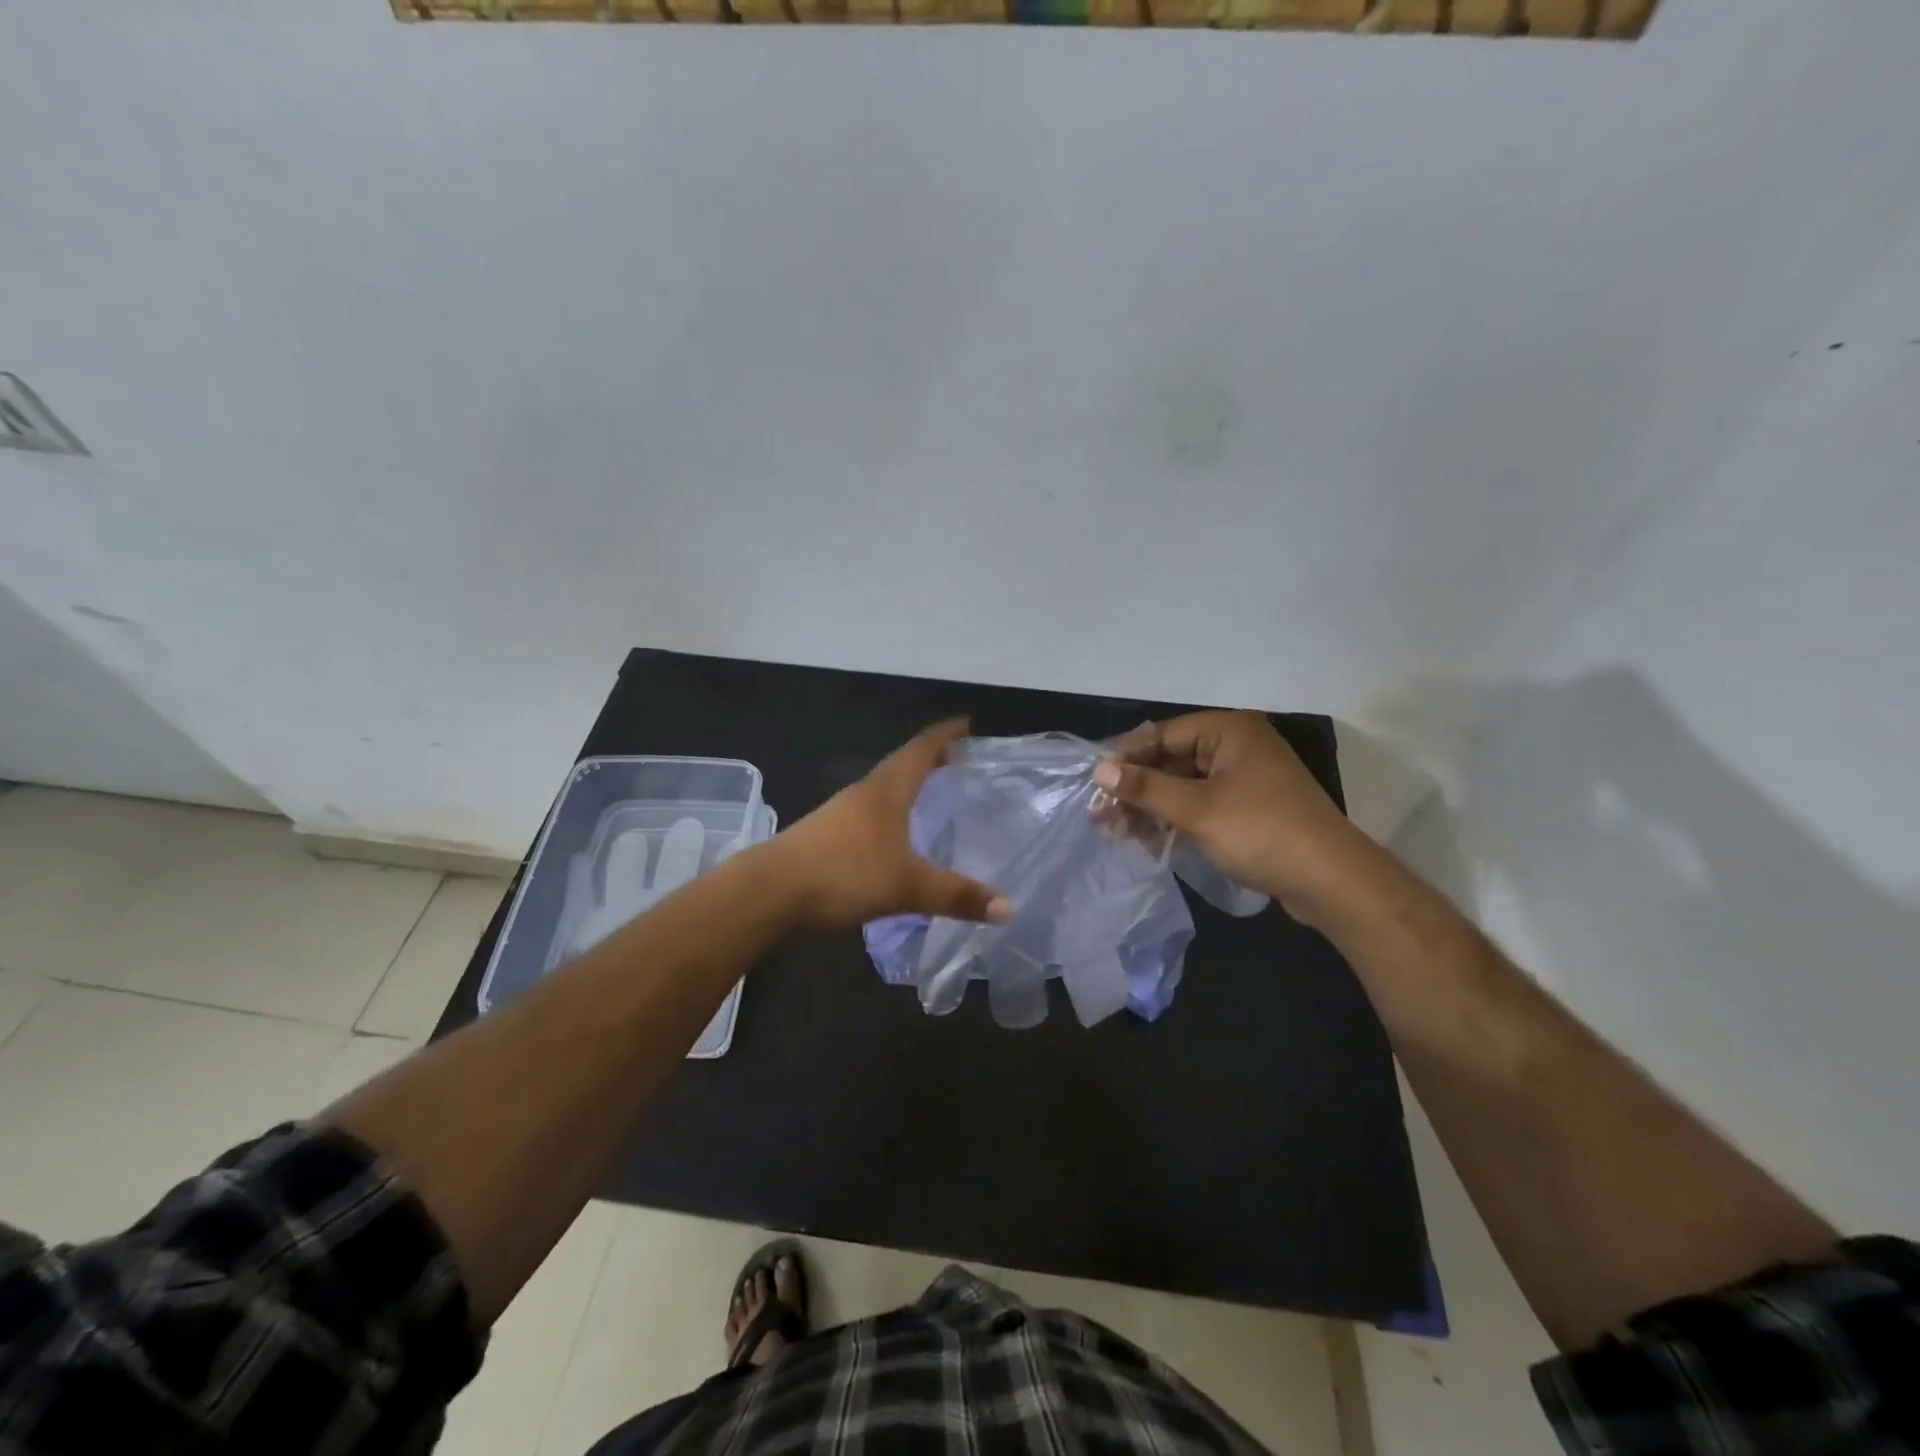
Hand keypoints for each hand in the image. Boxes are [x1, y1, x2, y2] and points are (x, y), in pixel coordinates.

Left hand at [761, 719, 1012, 932]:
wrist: (769, 891)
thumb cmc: (843, 874)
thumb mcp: (906, 887)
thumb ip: (956, 896)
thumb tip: (1008, 908)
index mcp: (886, 791)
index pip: (921, 750)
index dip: (945, 736)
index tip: (967, 724)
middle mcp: (863, 793)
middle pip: (902, 765)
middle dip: (930, 759)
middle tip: (959, 761)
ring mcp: (840, 813)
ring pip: (883, 789)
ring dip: (908, 785)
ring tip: (932, 794)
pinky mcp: (826, 834)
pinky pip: (869, 812)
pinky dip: (891, 812)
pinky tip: (895, 835)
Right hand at [1093, 712, 1373, 923]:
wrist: (1331, 881)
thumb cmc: (1260, 832)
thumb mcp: (1196, 809)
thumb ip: (1146, 787)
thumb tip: (1100, 769)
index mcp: (1229, 731)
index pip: (1163, 734)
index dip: (1127, 757)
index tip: (1095, 782)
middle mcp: (1238, 746)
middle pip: (1172, 760)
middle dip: (1137, 788)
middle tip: (1102, 814)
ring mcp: (1245, 778)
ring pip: (1185, 785)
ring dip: (1152, 807)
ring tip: (1118, 832)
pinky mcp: (1250, 807)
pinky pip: (1202, 804)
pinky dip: (1176, 819)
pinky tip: (1150, 840)